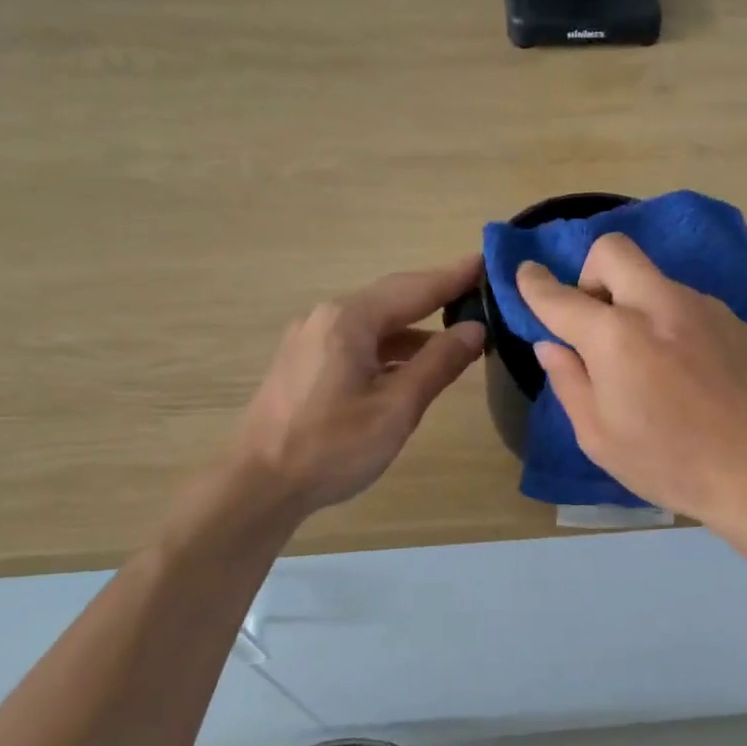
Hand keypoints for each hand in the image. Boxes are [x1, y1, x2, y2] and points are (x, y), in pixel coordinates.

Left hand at [230, 256, 486, 514]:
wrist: (258, 485)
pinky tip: (412, 364)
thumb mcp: (396, 408)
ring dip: (415, 328)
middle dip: (437, 296)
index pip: (415, 288)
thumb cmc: (332, 447)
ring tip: (458, 333)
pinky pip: (357, 342)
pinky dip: (390, 347)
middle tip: (480, 292)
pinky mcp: (304, 363)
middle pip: (393, 299)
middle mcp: (327, 317)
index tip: (488, 260)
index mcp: (350, 320)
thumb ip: (438, 364)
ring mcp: (310, 339)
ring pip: (374, 323)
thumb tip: (475, 329)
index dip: (454, 276)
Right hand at [517, 234, 746, 525]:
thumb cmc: (670, 463)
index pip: (560, 296)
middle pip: (614, 251)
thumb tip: (553, 345)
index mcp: (617, 337)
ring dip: (634, 302)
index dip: (534, 284)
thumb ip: (569, 381)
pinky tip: (684, 369)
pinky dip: (669, 320)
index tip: (526, 276)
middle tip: (594, 320)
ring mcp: (703, 307)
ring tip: (644, 358)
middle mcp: (659, 305)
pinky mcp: (735, 321)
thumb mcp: (600, 437)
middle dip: (590, 273)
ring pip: (654, 279)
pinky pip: (686, 303)